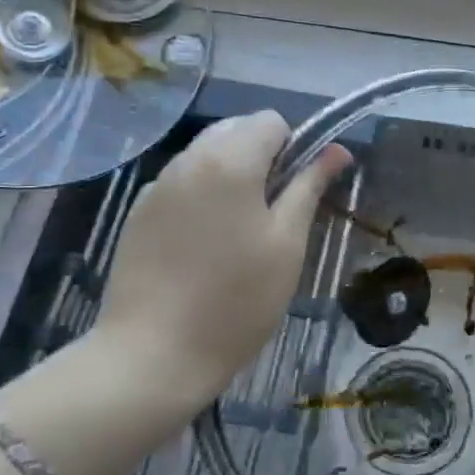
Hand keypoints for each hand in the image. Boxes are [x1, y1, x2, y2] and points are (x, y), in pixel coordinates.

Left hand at [92, 110, 350, 418]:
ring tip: (236, 231)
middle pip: (235, 130)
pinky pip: (180, 182)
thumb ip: (310, 187)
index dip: (294, 147)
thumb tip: (337, 150)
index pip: (271, 120)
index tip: (296, 193)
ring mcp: (157, 185)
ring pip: (205, 154)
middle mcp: (188, 159)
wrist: (153, 354)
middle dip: (260, 156)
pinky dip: (200, 194)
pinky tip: (202, 244)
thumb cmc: (236, 301)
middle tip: (272, 213)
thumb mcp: (287, 244)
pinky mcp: (138, 213)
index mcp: (230, 160)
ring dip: (230, 173)